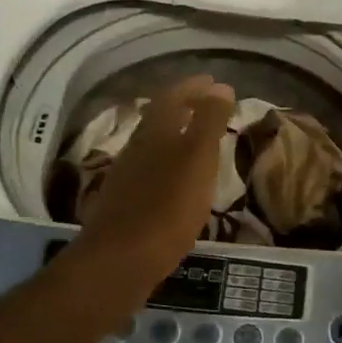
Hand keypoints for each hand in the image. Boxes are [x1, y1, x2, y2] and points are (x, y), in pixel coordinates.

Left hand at [75, 75, 234, 288]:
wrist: (121, 260)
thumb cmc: (167, 206)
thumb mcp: (198, 158)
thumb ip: (209, 121)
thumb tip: (220, 86)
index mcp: (155, 132)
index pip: (173, 97)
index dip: (193, 87)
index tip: (213, 82)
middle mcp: (136, 148)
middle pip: (159, 119)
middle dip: (183, 107)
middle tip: (207, 105)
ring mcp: (127, 177)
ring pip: (153, 145)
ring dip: (174, 136)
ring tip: (197, 138)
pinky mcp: (125, 203)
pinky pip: (150, 172)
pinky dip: (168, 164)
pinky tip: (178, 179)